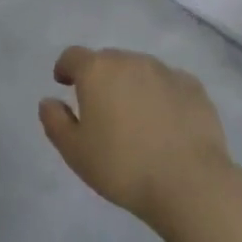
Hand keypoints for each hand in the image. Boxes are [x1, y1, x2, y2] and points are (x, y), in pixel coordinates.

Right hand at [38, 46, 233, 227]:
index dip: (66, 68)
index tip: (64, 83)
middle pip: (108, 61)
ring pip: (140, 70)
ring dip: (133, 86)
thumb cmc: (124, 167)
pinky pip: (169, 84)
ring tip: (137, 119)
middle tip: (102, 109)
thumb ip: (55, 122)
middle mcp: (129, 60)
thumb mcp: (76, 153)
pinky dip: (163, 96)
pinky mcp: (193, 87)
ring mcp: (164, 71)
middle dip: (101, 78)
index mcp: (96, 70)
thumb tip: (48, 101)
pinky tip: (168, 124)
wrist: (191, 184)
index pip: (73, 56)